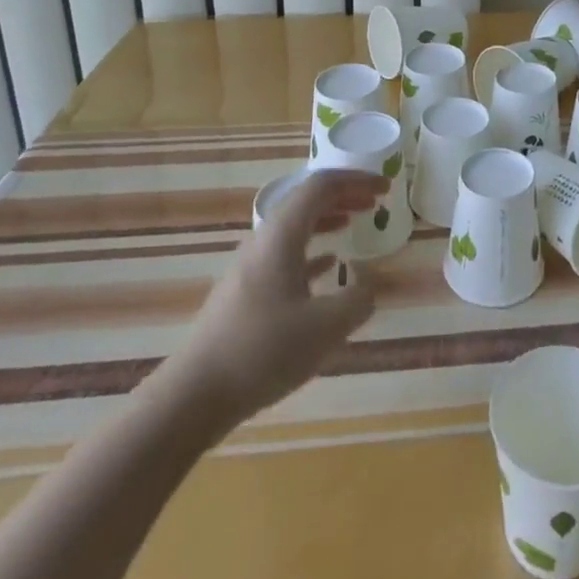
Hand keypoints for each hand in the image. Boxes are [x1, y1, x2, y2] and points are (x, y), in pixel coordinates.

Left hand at [149, 168, 382, 442]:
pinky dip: (311, 250)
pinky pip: (284, 255)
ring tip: (354, 224)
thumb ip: (357, 300)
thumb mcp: (325, 327)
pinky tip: (327, 267)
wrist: (193, 397)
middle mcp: (264, 241)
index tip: (385, 187)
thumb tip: (367, 285)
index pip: (322, 186)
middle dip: (343, 196)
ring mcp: (250, 267)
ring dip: (327, 220)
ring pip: (295, 228)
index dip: (356, 181)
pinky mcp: (244, 293)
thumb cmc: (263, 351)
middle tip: (375, 202)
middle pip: (306, 201)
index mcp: (282, 235)